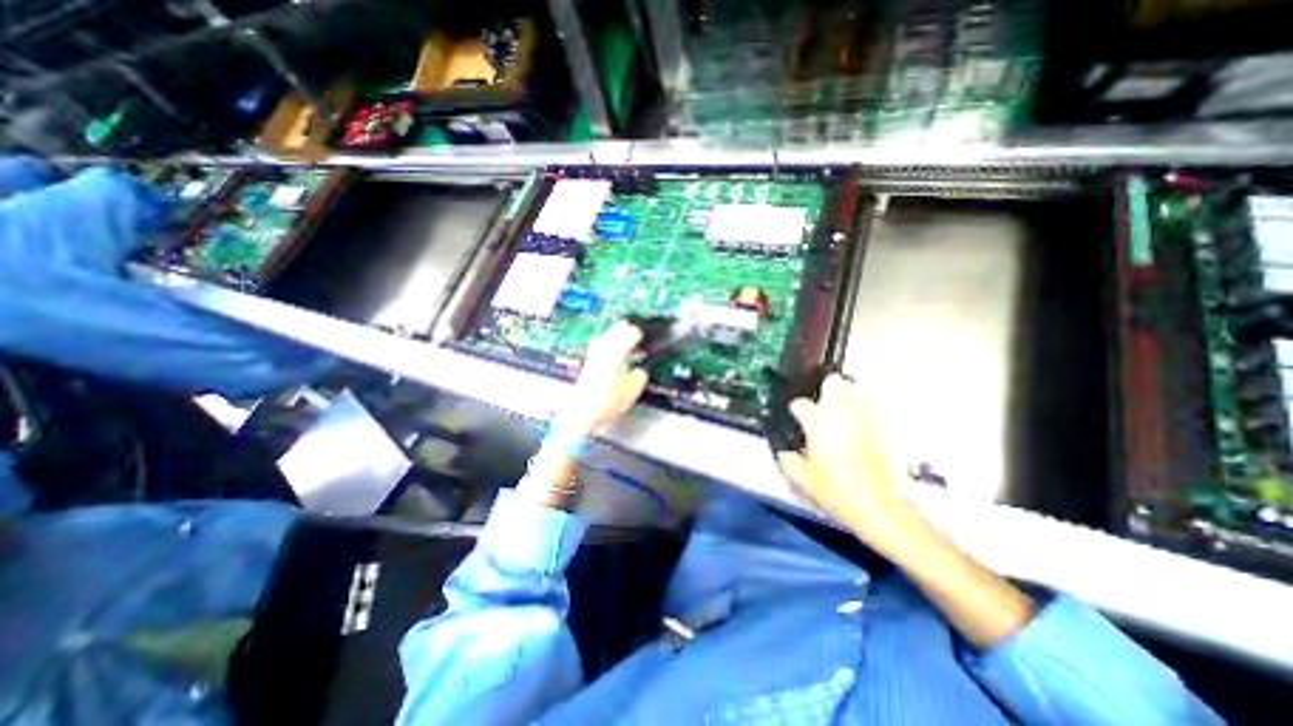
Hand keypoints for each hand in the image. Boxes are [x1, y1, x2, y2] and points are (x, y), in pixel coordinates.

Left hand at [547, 320, 646, 437]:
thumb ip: (641, 375)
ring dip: (618, 335)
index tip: (648, 338)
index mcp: (617, 350)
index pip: (632, 332)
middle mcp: (603, 347)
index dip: (642, 334)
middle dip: (628, 330)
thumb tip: (641, 371)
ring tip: (626, 341)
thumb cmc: (606, 401)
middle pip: (617, 329)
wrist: (582, 412)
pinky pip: (601, 345)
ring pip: (607, 335)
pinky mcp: (588, 362)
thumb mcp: (633, 390)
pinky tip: (612, 353)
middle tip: (638, 335)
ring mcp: (594, 353)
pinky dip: (609, 344)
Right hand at [778, 378, 917, 553]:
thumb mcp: (800, 480)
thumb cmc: (835, 492)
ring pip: (856, 390)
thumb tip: (785, 452)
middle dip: (825, 388)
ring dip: (845, 397)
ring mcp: (866, 418)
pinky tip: (860, 428)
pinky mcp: (886, 428)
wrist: (880, 508)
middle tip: (821, 405)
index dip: (795, 411)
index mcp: (817, 421)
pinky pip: (873, 409)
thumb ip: (787, 460)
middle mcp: (842, 412)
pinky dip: (864, 413)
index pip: (799, 404)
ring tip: (841, 413)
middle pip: (833, 382)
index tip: (796, 419)